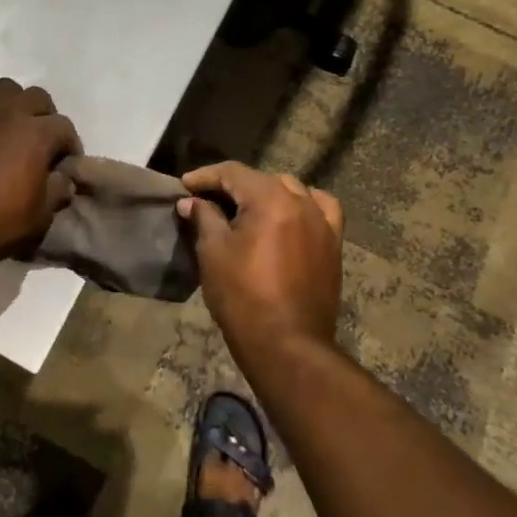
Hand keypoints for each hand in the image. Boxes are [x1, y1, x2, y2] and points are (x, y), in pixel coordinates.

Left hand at [0, 50, 80, 274]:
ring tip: (15, 117)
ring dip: (14, 99)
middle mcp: (8, 115)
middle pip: (38, 99)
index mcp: (36, 135)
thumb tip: (64, 178)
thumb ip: (57, 190)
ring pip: (2, 88)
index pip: (64, 128)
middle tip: (43, 142)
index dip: (70, 145)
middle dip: (47, 116)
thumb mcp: (41, 216)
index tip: (66, 164)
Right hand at [176, 162, 343, 363]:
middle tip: (208, 200)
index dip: (205, 176)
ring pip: (292, 190)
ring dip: (266, 193)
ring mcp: (322, 222)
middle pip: (262, 179)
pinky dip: (303, 204)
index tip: (184, 185)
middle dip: (233, 185)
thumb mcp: (213, 252)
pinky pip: (320, 209)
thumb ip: (203, 217)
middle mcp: (301, 202)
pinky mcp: (333, 244)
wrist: (287, 344)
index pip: (233, 172)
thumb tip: (191, 201)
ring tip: (246, 209)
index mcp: (270, 199)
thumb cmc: (242, 296)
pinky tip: (290, 215)